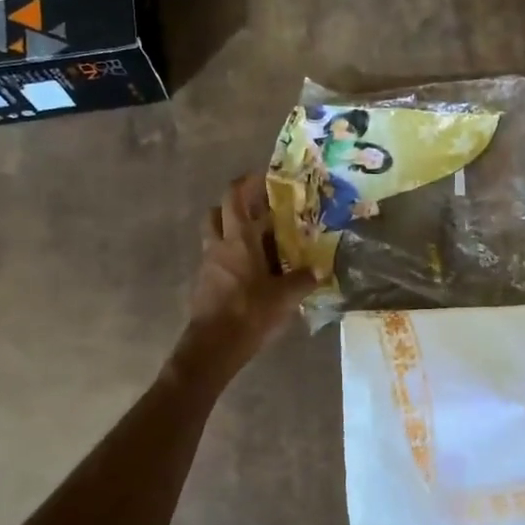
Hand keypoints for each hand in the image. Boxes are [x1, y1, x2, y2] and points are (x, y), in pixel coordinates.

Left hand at [172, 175, 316, 388]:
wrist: (213, 347)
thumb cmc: (249, 312)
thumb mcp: (285, 297)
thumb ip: (302, 280)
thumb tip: (319, 270)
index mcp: (238, 240)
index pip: (234, 197)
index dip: (246, 183)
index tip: (262, 178)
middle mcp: (218, 246)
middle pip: (217, 213)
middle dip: (235, 207)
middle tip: (259, 212)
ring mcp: (208, 266)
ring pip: (216, 237)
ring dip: (233, 234)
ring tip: (261, 244)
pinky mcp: (205, 286)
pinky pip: (218, 262)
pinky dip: (232, 259)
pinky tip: (253, 273)